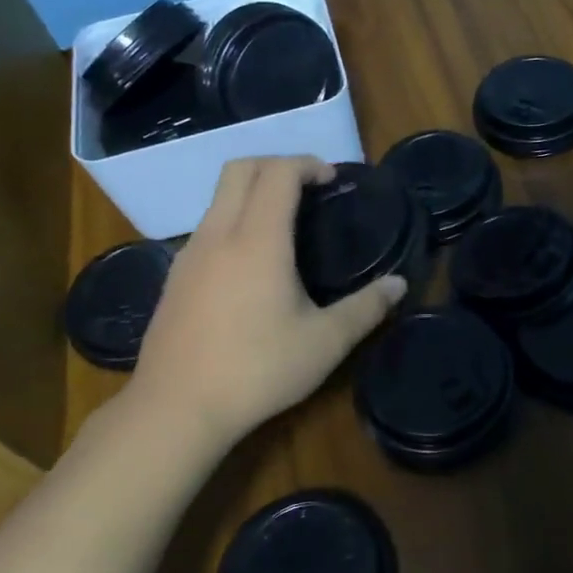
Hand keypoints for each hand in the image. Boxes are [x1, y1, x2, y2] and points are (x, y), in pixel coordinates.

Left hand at [119, 156, 404, 453]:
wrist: (175, 409)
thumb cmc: (257, 370)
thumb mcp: (325, 343)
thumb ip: (366, 308)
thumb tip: (399, 284)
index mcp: (257, 240)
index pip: (278, 172)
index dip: (307, 164)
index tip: (332, 180)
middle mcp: (218, 235)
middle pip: (239, 169)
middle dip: (277, 165)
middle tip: (309, 189)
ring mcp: (188, 255)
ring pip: (218, 198)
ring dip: (253, 193)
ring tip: (286, 225)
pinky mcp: (174, 278)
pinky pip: (207, 228)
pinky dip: (234, 222)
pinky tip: (252, 266)